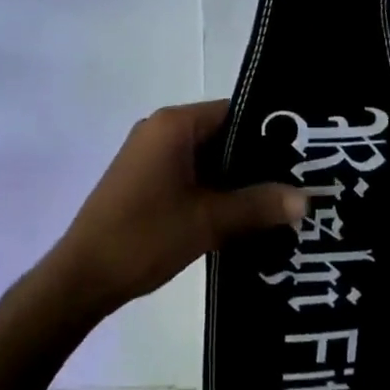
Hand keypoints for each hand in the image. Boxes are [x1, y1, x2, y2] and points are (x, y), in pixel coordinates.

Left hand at [47, 100, 305, 316]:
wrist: (82, 277)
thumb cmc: (144, 236)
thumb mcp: (208, 221)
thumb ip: (258, 206)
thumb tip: (307, 198)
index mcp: (174, 124)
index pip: (233, 112)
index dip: (268, 131)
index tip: (301, 154)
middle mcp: (161, 129)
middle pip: (221, 134)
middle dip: (255, 161)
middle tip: (298, 183)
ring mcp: (150, 155)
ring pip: (207, 158)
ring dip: (235, 180)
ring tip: (279, 203)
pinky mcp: (144, 180)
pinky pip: (190, 174)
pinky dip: (214, 191)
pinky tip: (242, 217)